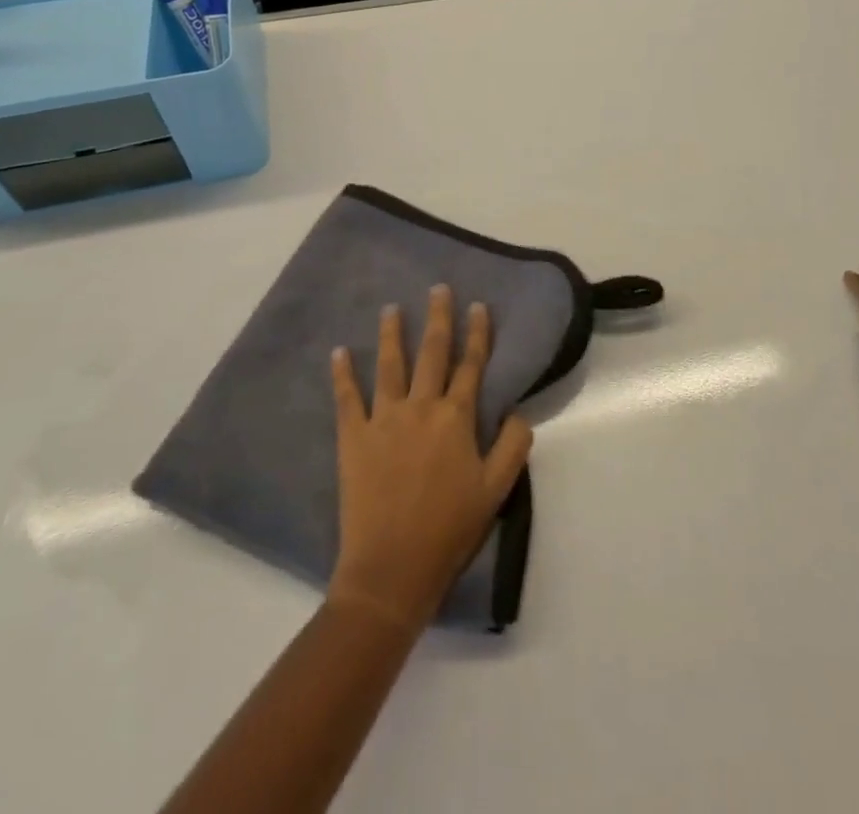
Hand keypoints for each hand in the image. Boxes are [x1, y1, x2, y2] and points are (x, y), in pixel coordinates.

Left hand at [328, 286, 533, 630]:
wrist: (392, 569)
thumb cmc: (449, 530)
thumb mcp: (497, 491)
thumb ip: (513, 446)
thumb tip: (519, 411)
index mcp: (457, 418)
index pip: (472, 365)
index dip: (478, 333)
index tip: (478, 305)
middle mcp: (421, 407)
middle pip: (433, 353)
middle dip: (438, 317)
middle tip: (438, 288)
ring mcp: (384, 419)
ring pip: (390, 365)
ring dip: (392, 333)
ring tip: (391, 308)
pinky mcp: (353, 437)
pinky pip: (347, 397)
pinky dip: (343, 373)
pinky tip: (339, 351)